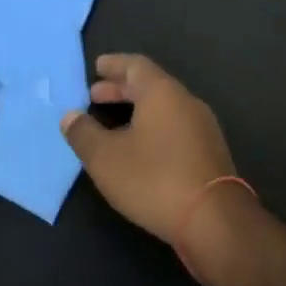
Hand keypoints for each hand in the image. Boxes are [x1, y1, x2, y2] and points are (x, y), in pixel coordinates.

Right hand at [61, 54, 237, 241]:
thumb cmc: (154, 179)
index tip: (96, 67)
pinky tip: (140, 149)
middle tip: (95, 96)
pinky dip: (153, 127)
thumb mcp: (106, 158)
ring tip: (113, 125)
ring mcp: (202, 127)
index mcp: (162, 92)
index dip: (114, 65)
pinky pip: (175, 126)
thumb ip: (84, 134)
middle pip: (150, 85)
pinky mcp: (209, 152)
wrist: (215, 221)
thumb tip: (70, 116)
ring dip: (137, 110)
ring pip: (164, 107)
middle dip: (121, 89)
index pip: (135, 65)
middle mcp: (185, 101)